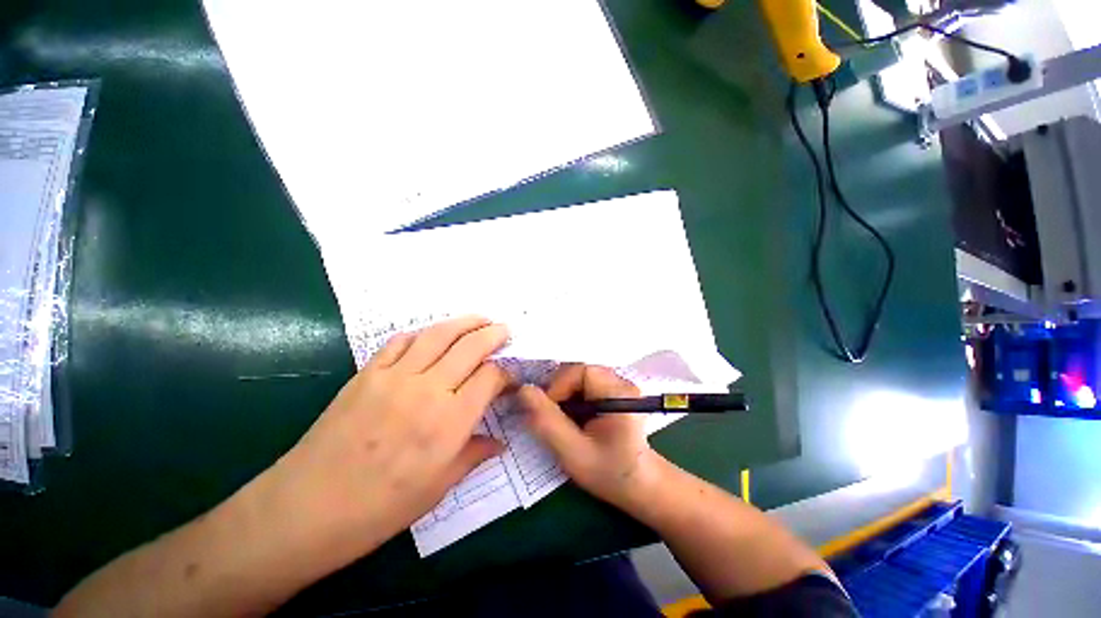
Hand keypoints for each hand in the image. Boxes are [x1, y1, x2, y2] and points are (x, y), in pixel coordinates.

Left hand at [263, 316, 510, 557]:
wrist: (306, 509)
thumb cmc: (381, 508)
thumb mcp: (438, 487)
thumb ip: (474, 455)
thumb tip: (500, 442)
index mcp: (450, 421)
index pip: (490, 377)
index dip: (506, 371)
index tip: (510, 375)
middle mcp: (428, 390)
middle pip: (471, 346)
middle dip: (494, 333)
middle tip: (505, 328)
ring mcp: (395, 376)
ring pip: (439, 334)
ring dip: (465, 322)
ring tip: (480, 318)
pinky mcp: (368, 373)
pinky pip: (401, 341)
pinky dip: (423, 334)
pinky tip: (432, 336)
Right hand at [518, 364, 659, 508]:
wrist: (641, 487)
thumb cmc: (610, 473)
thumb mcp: (573, 453)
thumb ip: (547, 421)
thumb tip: (523, 390)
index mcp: (618, 392)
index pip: (580, 370)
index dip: (558, 385)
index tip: (547, 411)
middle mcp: (621, 382)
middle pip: (578, 372)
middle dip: (560, 392)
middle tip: (552, 417)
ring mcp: (618, 386)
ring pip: (579, 379)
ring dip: (564, 396)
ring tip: (562, 421)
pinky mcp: (614, 393)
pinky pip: (585, 386)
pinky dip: (572, 399)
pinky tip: (573, 419)